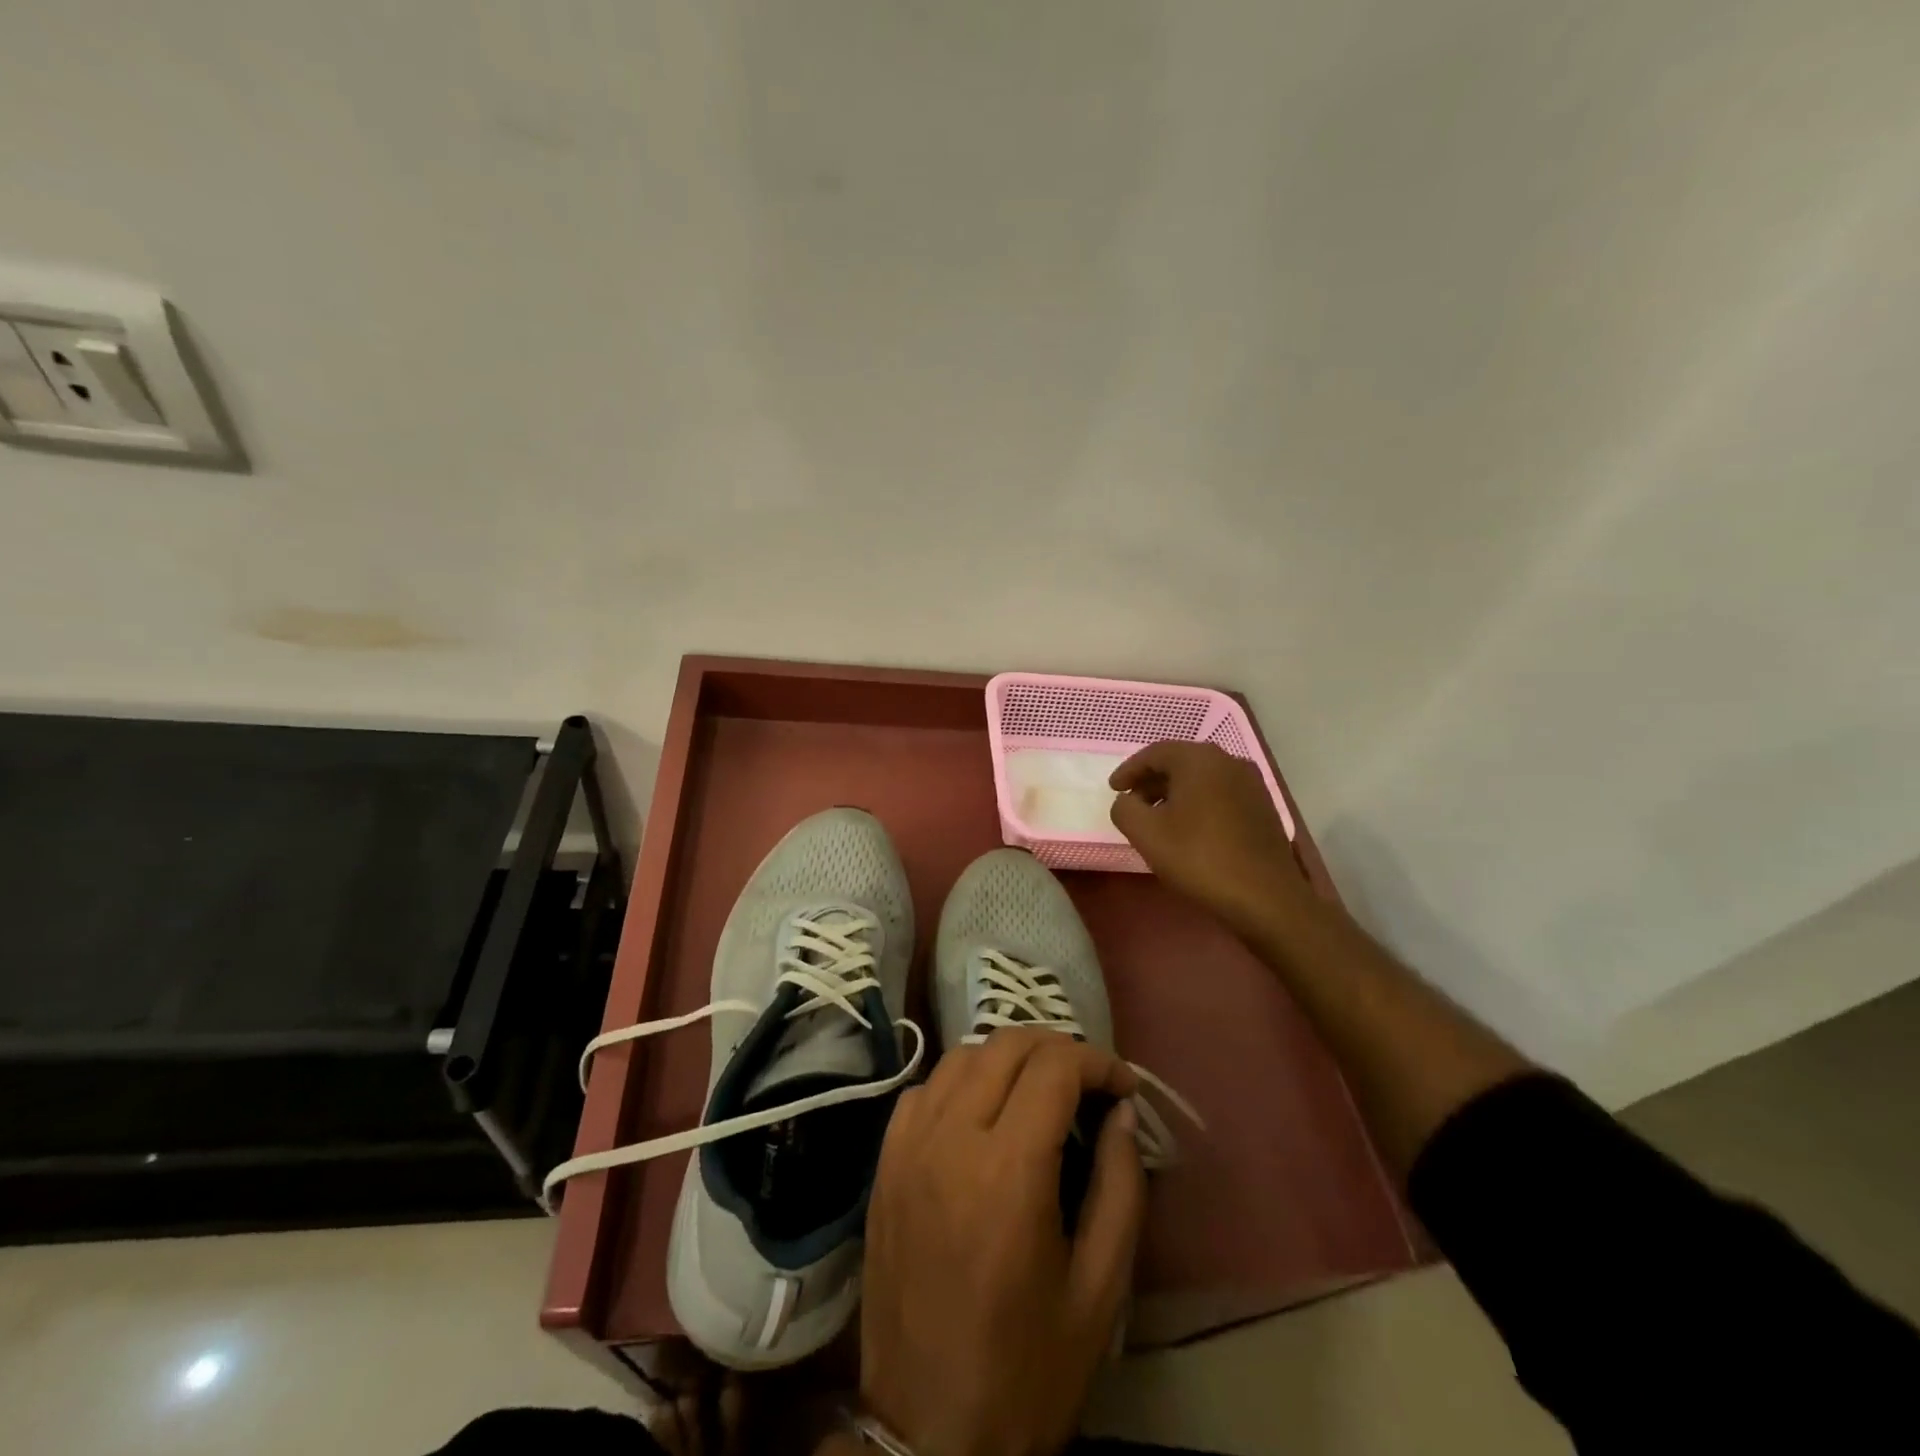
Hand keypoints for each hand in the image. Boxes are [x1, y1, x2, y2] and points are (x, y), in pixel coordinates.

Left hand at [859, 1030, 1144, 1455]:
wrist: (926, 1432)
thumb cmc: (1027, 1369)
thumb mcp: (1100, 1290)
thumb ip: (1121, 1186)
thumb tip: (1122, 1111)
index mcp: (1008, 1172)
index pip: (1054, 1068)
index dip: (1098, 1062)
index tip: (1124, 1086)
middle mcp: (950, 1139)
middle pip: (1006, 1045)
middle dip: (1057, 1048)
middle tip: (1090, 1080)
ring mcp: (908, 1146)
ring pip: (961, 1056)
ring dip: (1008, 1057)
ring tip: (1041, 1088)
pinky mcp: (884, 1163)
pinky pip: (924, 1090)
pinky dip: (961, 1081)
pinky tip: (982, 1112)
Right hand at [1108, 740, 1302, 934]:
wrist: (1266, 898)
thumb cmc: (1199, 858)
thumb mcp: (1145, 833)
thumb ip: (1124, 808)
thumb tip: (1128, 800)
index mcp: (1199, 759)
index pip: (1155, 753)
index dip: (1129, 770)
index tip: (1113, 789)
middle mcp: (1229, 762)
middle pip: (1180, 763)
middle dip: (1152, 781)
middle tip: (1132, 803)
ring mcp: (1251, 785)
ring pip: (1202, 779)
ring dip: (1175, 793)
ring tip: (1157, 819)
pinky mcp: (1263, 808)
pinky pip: (1220, 795)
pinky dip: (1198, 804)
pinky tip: (1189, 830)